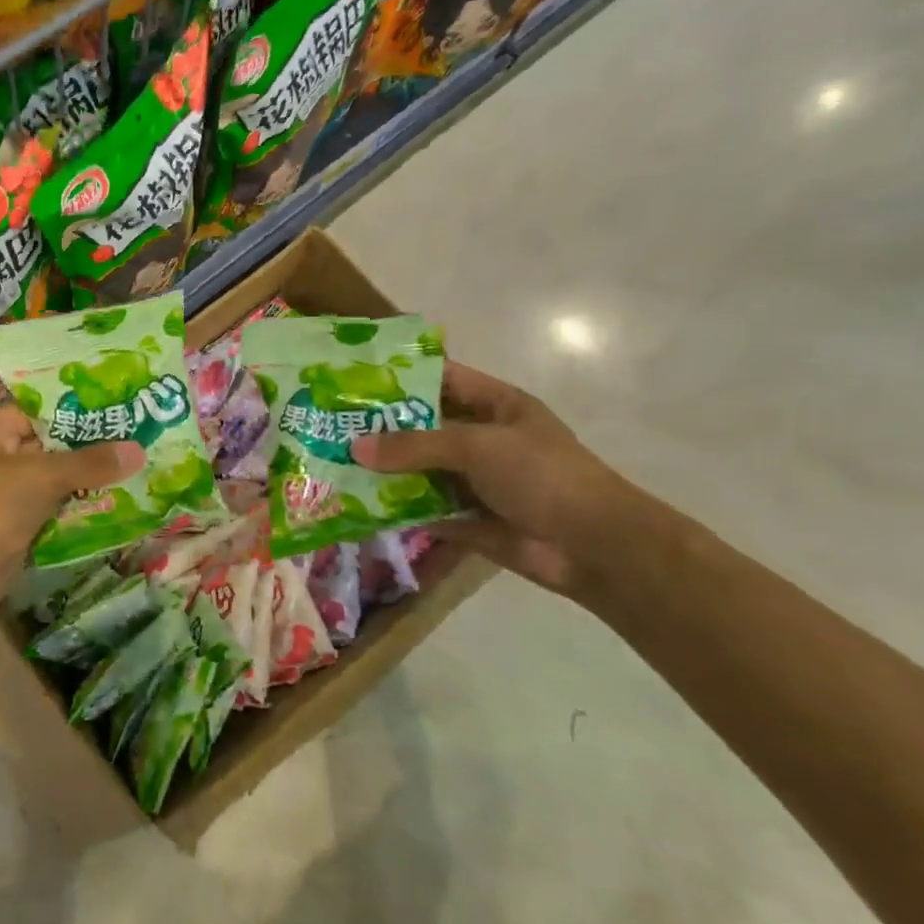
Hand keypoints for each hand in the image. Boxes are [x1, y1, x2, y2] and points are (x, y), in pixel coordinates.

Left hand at [0, 406, 143, 620]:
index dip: (77, 410)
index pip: (39, 411)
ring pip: (53, 486)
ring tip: (138, 473)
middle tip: (139, 441)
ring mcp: (4, 500)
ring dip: (88, 485)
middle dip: (90, 450)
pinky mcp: (14, 534)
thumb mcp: (39, 476)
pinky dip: (77, 516)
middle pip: (49, 449)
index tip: (118, 409)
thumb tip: (138, 449)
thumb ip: (87, 463)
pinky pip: (52, 517)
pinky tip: (117, 510)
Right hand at [354, 362, 659, 596]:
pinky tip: (354, 502)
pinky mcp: (464, 517)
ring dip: (382, 468)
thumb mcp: (477, 447)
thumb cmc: (542, 476)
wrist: (593, 548)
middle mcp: (480, 438)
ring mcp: (472, 479)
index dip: (400, 375)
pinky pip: (421, 507)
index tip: (353, 377)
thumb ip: (415, 446)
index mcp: (494, 406)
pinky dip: (393, 507)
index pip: (441, 378)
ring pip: (417, 468)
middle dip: (380, 426)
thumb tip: (355, 449)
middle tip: (329, 422)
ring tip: (331, 461)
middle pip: (422, 425)